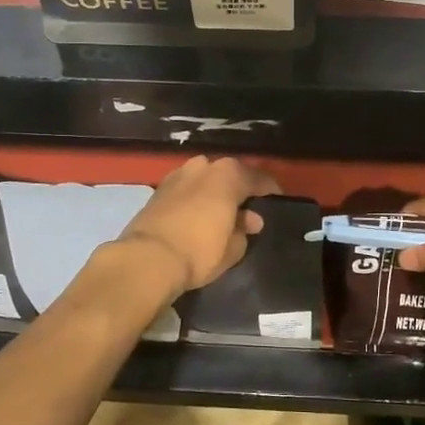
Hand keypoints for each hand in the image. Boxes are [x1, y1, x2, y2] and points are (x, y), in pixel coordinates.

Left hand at [117, 156, 281, 295]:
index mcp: (228, 175)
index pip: (258, 178)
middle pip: (229, 175)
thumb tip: (249, 220)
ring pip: (205, 180)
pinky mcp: (158, 189)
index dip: (269, 190)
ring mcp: (178, 175)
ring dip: (215, 193)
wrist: (147, 258)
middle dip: (239, 190)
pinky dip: (195, 198)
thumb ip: (244, 230)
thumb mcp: (233, 248)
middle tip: (247, 209)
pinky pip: (187, 189)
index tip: (276, 201)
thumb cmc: (199, 251)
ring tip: (221, 213)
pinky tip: (198, 214)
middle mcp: (203, 166)